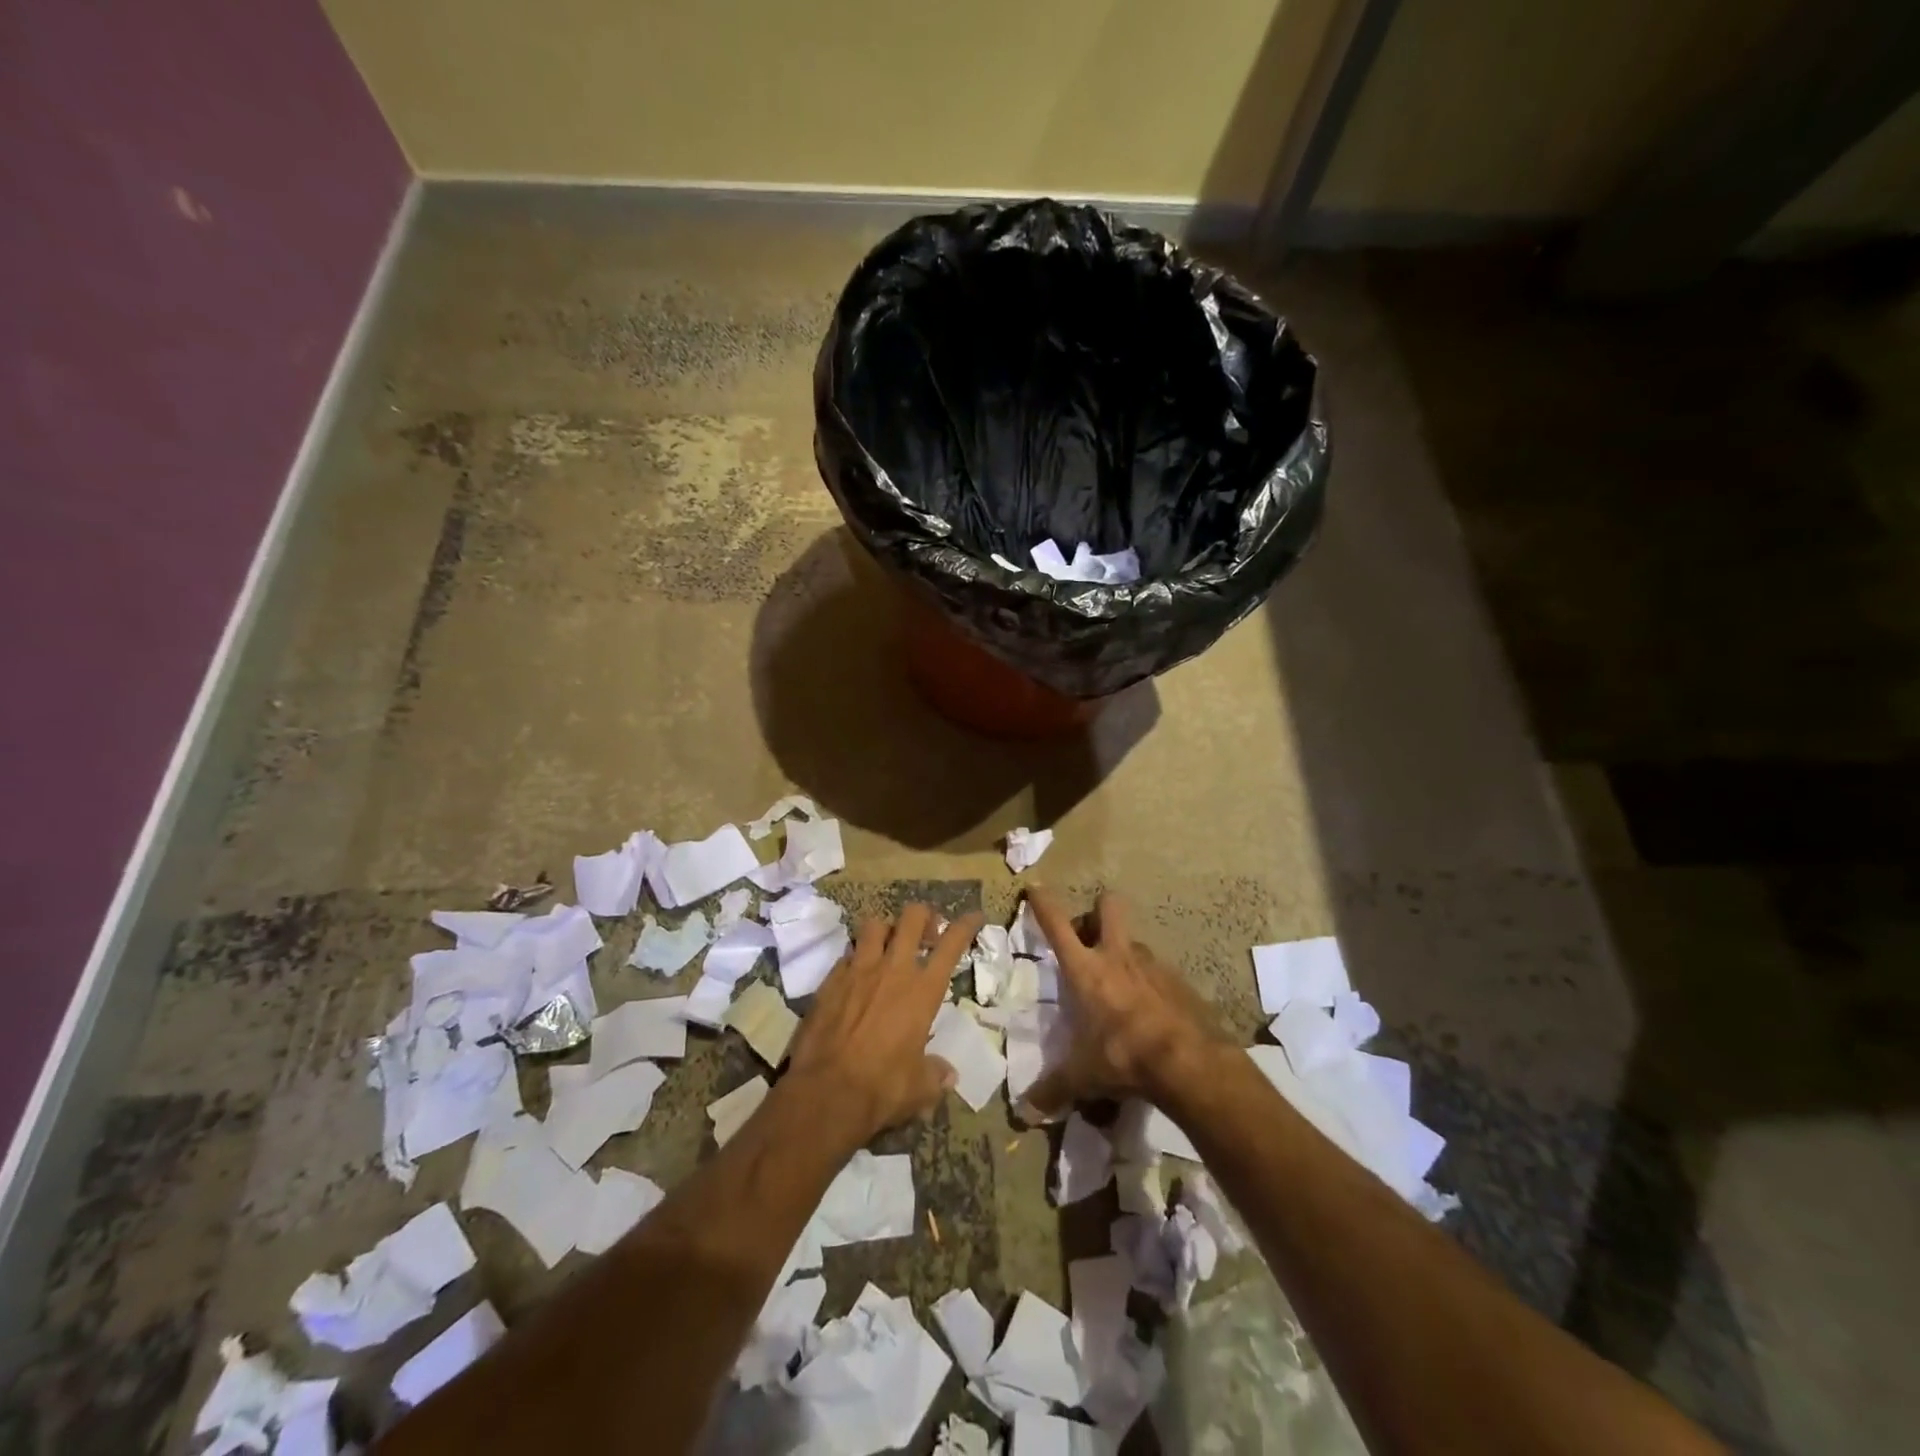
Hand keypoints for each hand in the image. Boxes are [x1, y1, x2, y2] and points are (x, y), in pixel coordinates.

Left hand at [785, 904, 982, 1147]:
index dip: (966, 925)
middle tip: (926, 933)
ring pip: (874, 925)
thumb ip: (935, 1074)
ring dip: (886, 929)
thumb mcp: (919, 1088)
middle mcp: (893, 969)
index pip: (951, 944)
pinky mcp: (829, 980)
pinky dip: (855, 958)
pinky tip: (856, 976)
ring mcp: (858, 970)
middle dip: (923, 917)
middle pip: (912, 918)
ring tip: (888, 946)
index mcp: (922, 990)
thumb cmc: (882, 1087)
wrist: (825, 1092)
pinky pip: (847, 954)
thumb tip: (948, 1075)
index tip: (974, 917)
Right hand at [1024, 888, 1230, 1115]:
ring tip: (1120, 987)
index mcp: (1086, 970)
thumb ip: (1054, 1089)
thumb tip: (1027, 1112)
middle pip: (1108, 907)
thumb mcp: (1083, 1076)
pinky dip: (1150, 983)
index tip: (1035, 887)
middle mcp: (1117, 956)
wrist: (1188, 1062)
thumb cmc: (1123, 1057)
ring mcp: (1152, 964)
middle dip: (1098, 910)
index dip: (1043, 903)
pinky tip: (1150, 1013)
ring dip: (1124, 953)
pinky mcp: (1179, 980)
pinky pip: (1158, 971)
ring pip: (1134, 941)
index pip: (1057, 925)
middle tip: (1090, 936)